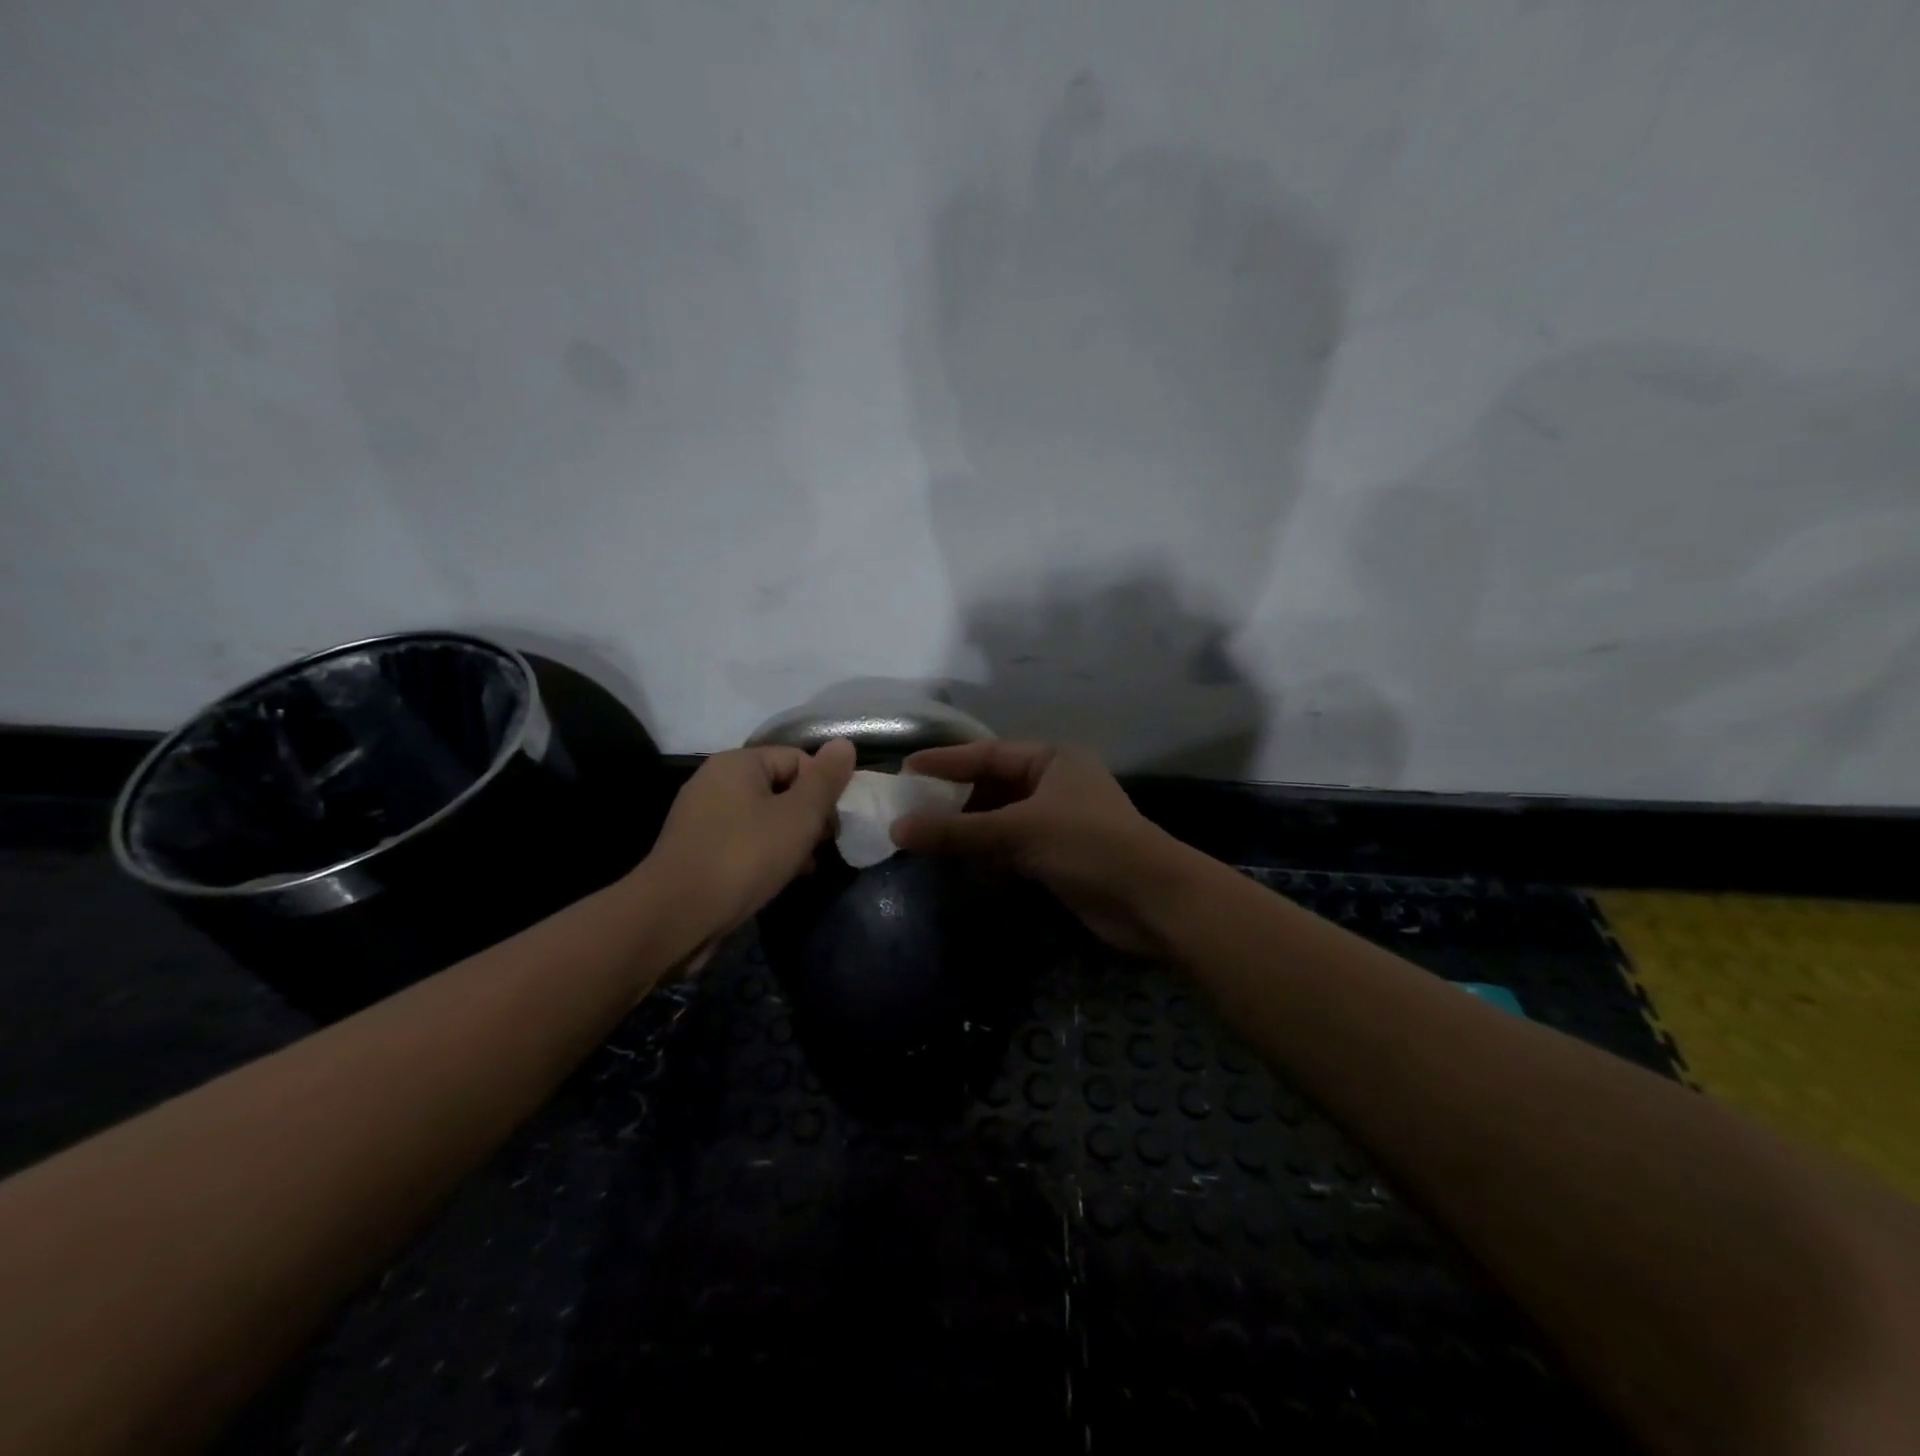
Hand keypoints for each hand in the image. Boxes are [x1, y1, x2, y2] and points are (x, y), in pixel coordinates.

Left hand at [643, 738, 855, 960]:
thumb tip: (844, 743)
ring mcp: (702, 817)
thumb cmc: (744, 857)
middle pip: (780, 788)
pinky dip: (765, 855)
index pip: (798, 759)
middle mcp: (715, 782)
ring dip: (790, 840)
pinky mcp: (696, 850)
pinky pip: (743, 842)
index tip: (835, 824)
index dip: (823, 789)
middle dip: (808, 817)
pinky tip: (778, 880)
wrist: (676, 916)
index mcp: (737, 763)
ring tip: (805, 868)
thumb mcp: (799, 816)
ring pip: (763, 818)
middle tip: (822, 848)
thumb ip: (825, 780)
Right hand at [890, 741, 1200, 956]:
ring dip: (968, 829)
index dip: (946, 762)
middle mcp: (1055, 783)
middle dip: (954, 799)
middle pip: (993, 785)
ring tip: (923, 835)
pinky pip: (1011, 847)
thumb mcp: (1019, 830)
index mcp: (1052, 759)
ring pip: (1000, 819)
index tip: (905, 770)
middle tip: (909, 807)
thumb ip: (958, 831)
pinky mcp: (1058, 856)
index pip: (988, 754)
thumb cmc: (1087, 846)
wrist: (1151, 901)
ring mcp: (1058, 821)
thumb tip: (897, 829)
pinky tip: (957, 861)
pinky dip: (986, 853)